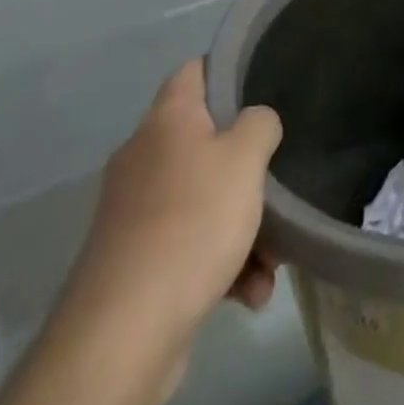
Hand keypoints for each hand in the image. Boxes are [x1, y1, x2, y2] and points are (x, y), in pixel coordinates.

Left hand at [54, 60, 282, 403]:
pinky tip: (248, 295)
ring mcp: (136, 212)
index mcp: (166, 120)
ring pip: (204, 200)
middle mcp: (144, 157)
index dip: (229, 69)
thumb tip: (255, 122)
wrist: (123, 335)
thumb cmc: (191, 224)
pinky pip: (191, 247)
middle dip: (248, 169)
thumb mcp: (245, 159)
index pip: (196, 70)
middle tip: (280, 183)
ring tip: (272, 263)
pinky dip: (223, 265)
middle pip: (207, 142)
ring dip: (244, 227)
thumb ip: (260, 124)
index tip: (265, 85)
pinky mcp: (136, 263)